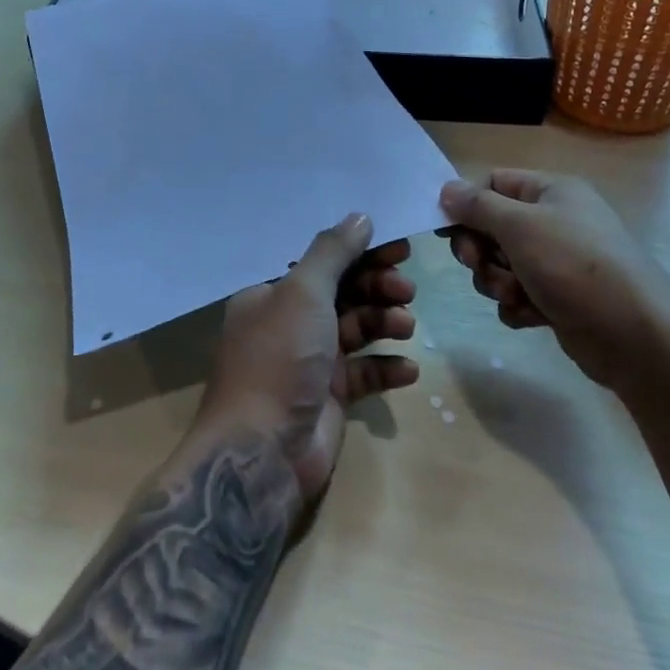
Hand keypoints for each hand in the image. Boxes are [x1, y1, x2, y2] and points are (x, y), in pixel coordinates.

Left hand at [195, 214, 418, 507]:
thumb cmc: (278, 358)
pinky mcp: (328, 396)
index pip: (321, 261)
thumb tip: (360, 216)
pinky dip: (385, 367)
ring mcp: (309, 360)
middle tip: (406, 287)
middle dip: (376, 287)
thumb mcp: (302, 293)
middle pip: (342, 292)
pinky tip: (408, 370)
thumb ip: (333, 252)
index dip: (359, 251)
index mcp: (272, 293)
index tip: (398, 246)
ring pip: (355, 329)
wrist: (261, 453)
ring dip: (384, 322)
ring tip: (407, 326)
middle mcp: (288, 322)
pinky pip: (363, 372)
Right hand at [440, 171, 669, 394]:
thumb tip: (446, 189)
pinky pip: (518, 295)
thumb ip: (478, 206)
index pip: (494, 184)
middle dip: (481, 251)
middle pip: (492, 227)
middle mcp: (554, 221)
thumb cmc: (575, 266)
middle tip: (480, 265)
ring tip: (517, 295)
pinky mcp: (558, 299)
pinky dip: (518, 306)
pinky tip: (533, 316)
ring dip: (498, 282)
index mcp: (551, 191)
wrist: (635, 335)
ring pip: (501, 266)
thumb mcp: (520, 225)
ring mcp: (557, 263)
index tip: (447, 231)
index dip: (467, 205)